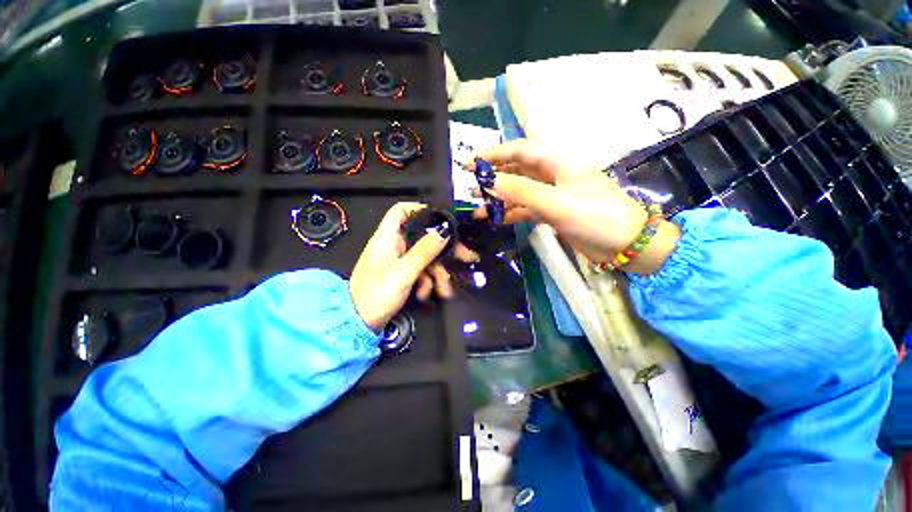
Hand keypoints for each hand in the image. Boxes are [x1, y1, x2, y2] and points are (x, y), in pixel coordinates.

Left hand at [350, 202, 477, 329]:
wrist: (360, 322)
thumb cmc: (378, 293)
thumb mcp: (405, 272)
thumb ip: (425, 250)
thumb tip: (444, 230)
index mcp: (387, 237)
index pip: (401, 211)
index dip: (421, 209)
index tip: (442, 218)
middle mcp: (393, 244)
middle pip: (422, 236)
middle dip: (443, 248)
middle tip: (466, 255)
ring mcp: (398, 259)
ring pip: (424, 257)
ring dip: (437, 272)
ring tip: (444, 290)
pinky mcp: (401, 273)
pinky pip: (420, 270)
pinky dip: (426, 281)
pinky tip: (425, 294)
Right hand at [470, 140, 680, 273]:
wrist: (626, 245)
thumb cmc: (596, 216)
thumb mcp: (557, 202)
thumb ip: (522, 191)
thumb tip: (490, 182)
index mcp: (558, 163)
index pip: (521, 151)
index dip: (496, 154)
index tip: (473, 162)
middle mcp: (553, 175)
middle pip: (518, 170)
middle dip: (494, 176)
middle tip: (471, 185)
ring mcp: (552, 195)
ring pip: (520, 192)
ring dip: (500, 198)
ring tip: (478, 207)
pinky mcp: (552, 213)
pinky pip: (526, 209)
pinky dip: (511, 213)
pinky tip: (496, 219)